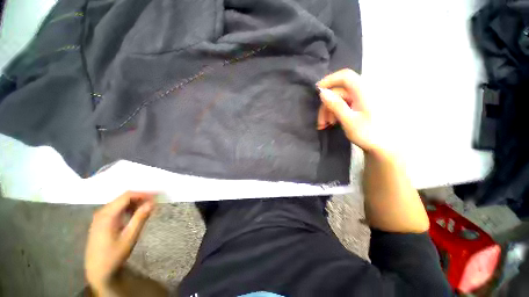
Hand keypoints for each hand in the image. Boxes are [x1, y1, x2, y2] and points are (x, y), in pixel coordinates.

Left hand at [85, 192, 154, 294]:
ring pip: (120, 203)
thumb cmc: (114, 254)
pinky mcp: (101, 222)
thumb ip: (140, 218)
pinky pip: (116, 209)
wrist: (98, 270)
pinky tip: (134, 216)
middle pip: (123, 198)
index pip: (127, 196)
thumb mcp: (130, 237)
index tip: (156, 197)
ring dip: (134, 203)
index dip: (143, 194)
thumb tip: (152, 203)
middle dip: (140, 198)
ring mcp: (100, 217)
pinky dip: (127, 209)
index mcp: (107, 215)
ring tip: (146, 209)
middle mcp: (102, 212)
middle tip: (153, 203)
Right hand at [316, 69, 378, 152]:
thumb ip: (336, 105)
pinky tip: (332, 122)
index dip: (330, 80)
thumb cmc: (368, 134)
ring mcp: (361, 99)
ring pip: (339, 99)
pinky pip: (343, 104)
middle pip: (339, 91)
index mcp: (364, 92)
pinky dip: (335, 112)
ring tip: (326, 124)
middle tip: (321, 121)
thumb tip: (322, 93)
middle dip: (327, 105)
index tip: (317, 90)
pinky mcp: (359, 105)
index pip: (346, 76)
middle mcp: (363, 92)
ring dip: (329, 111)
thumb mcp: (349, 121)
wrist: (382, 146)